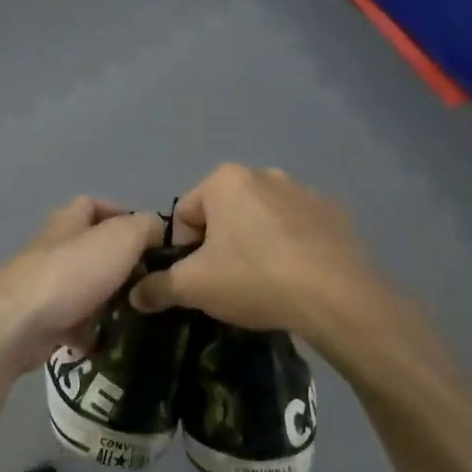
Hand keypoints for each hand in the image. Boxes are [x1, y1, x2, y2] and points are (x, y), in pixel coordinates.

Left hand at [0, 198, 165, 374]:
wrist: (16, 326)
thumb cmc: (71, 274)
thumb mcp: (121, 239)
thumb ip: (145, 228)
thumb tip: (156, 230)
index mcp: (67, 222)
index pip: (92, 204)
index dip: (121, 214)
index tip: (150, 238)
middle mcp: (51, 249)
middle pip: (90, 249)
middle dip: (120, 265)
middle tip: (150, 281)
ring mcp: (41, 286)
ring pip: (83, 288)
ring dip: (107, 300)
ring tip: (136, 314)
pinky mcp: (37, 320)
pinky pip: (70, 323)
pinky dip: (88, 332)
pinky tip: (106, 342)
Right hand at [128, 164, 377, 339]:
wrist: (337, 297)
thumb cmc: (255, 279)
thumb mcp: (194, 287)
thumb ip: (157, 287)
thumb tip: (134, 294)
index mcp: (226, 180)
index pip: (185, 214)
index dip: (183, 250)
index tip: (198, 279)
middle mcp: (265, 173)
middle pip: (224, 213)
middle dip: (220, 245)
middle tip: (228, 282)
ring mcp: (305, 191)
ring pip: (262, 219)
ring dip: (255, 243)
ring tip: (264, 283)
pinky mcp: (335, 213)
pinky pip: (299, 229)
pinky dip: (291, 247)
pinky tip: (297, 277)